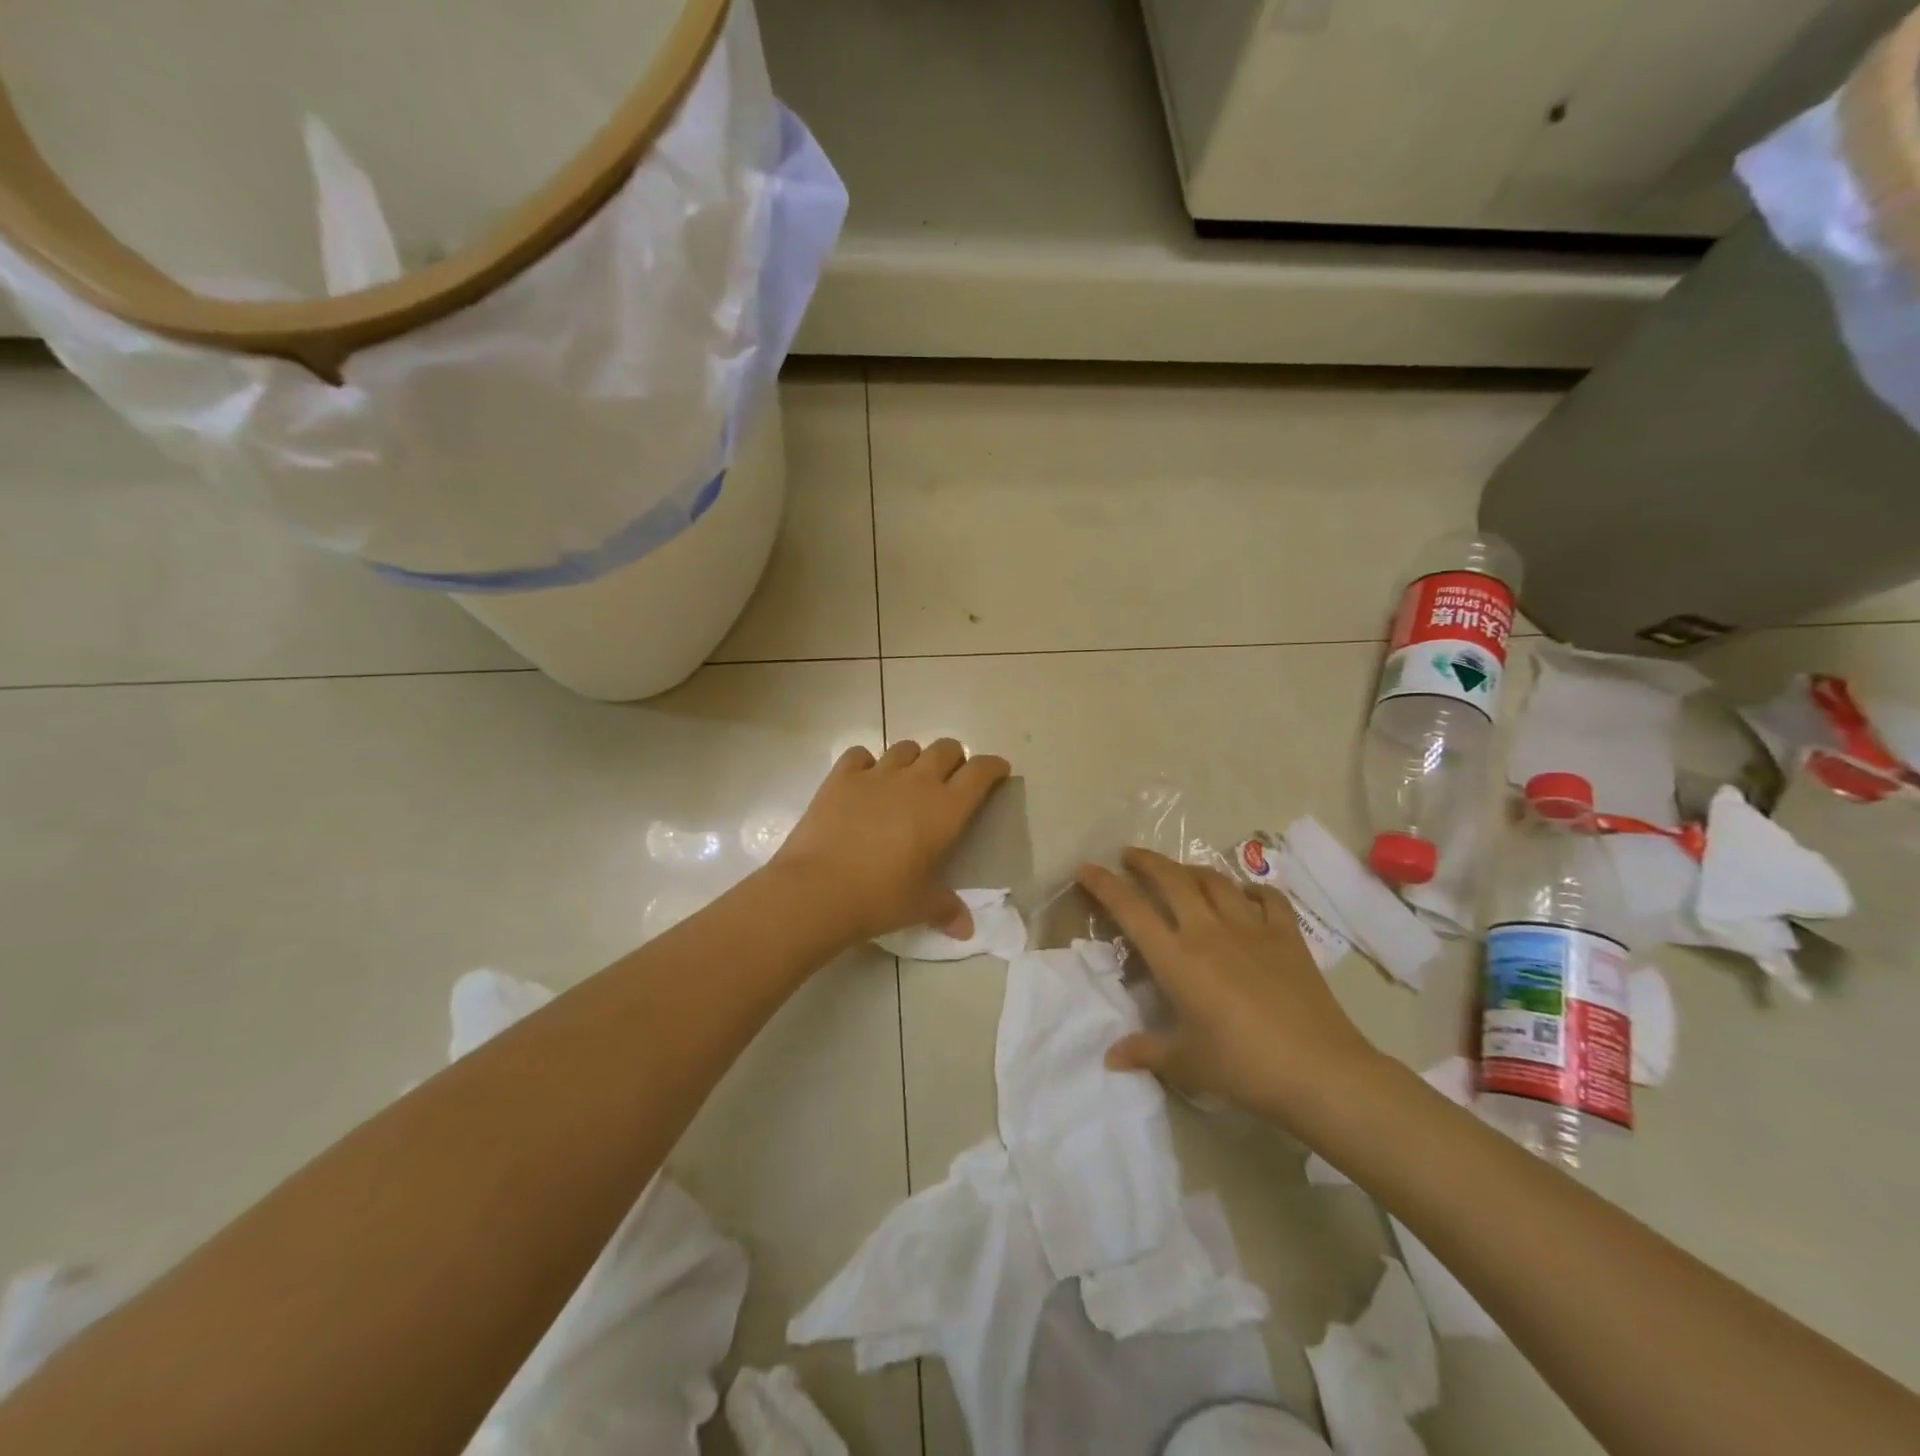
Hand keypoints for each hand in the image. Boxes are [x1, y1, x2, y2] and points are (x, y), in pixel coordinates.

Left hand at [771, 739, 1011, 943]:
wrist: (818, 889)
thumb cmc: (881, 898)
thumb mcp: (921, 906)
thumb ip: (947, 910)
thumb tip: (966, 930)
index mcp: (946, 809)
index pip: (980, 772)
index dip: (993, 767)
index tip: (997, 771)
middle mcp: (916, 782)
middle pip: (946, 749)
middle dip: (955, 759)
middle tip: (951, 779)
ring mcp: (877, 774)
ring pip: (905, 748)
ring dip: (914, 759)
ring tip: (908, 780)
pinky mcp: (841, 777)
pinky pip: (861, 755)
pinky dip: (868, 764)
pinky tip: (865, 781)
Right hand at [1077, 847, 1383, 1127]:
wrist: (1320, 1072)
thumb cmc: (1244, 1067)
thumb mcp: (1186, 1064)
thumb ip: (1145, 1052)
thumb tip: (1111, 1056)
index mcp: (1177, 959)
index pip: (1131, 910)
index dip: (1104, 885)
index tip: (1086, 868)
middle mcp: (1209, 931)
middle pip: (1172, 879)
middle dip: (1146, 861)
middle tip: (1130, 856)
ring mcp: (1251, 928)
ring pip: (1215, 880)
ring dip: (1190, 869)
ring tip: (1179, 871)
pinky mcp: (1287, 935)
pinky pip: (1267, 897)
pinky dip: (1251, 889)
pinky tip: (1244, 894)